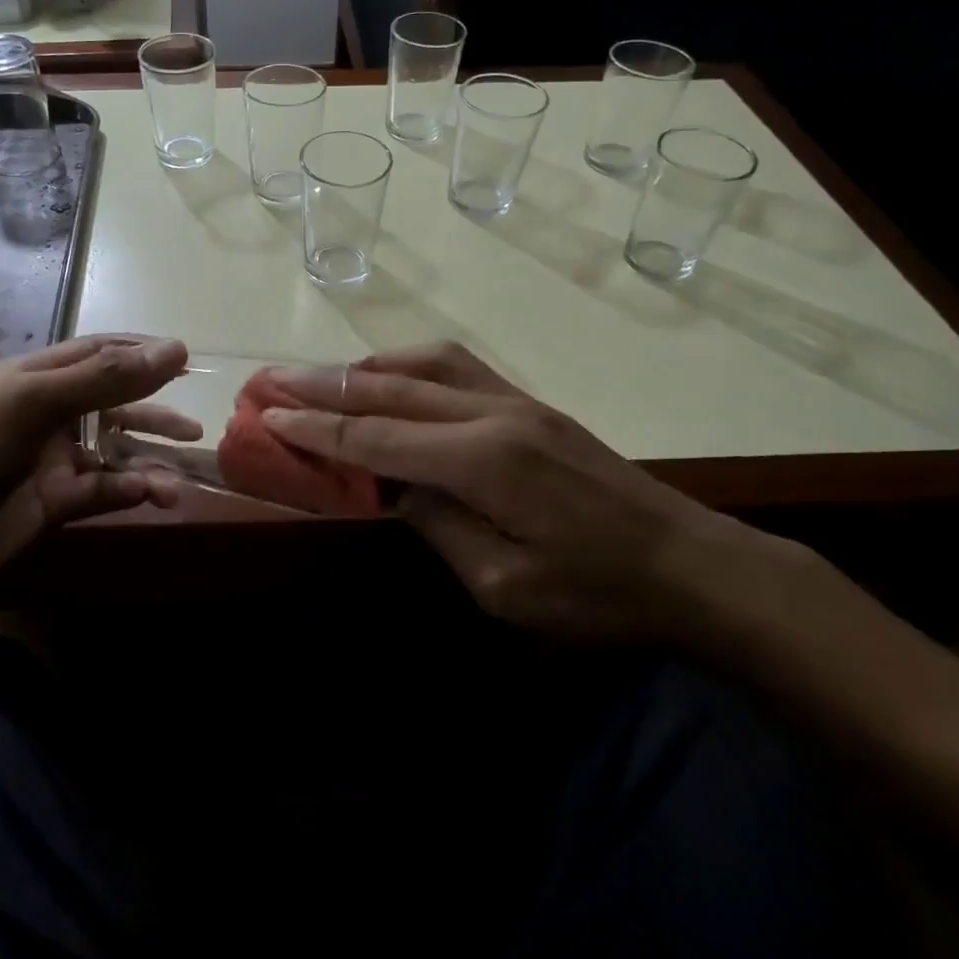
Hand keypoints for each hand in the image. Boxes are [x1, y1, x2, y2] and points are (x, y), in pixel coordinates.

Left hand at [0, 336, 196, 595]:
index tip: (186, 360)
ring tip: (184, 471)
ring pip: (117, 452)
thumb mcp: (34, 400)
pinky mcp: (58, 504)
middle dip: (156, 412)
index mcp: (39, 377)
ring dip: (151, 459)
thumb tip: (177, 349)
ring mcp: (56, 460)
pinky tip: (155, 495)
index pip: (100, 353)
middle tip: (195, 426)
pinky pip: (107, 491)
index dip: (142, 354)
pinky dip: (133, 491)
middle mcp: (52, 413)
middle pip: (117, 404)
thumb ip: (106, 377)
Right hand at [262, 343, 748, 640]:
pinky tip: (389, 377)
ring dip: (363, 368)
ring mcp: (514, 400)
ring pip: (421, 364)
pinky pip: (453, 366)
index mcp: (482, 461)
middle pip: (388, 390)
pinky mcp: (529, 403)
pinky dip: (406, 366)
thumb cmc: (596, 593)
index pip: (376, 438)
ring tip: (320, 377)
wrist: (690, 563)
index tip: (267, 415)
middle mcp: (492, 413)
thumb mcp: (504, 587)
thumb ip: (438, 525)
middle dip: (323, 386)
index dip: (316, 429)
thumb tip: (393, 486)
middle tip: (270, 380)